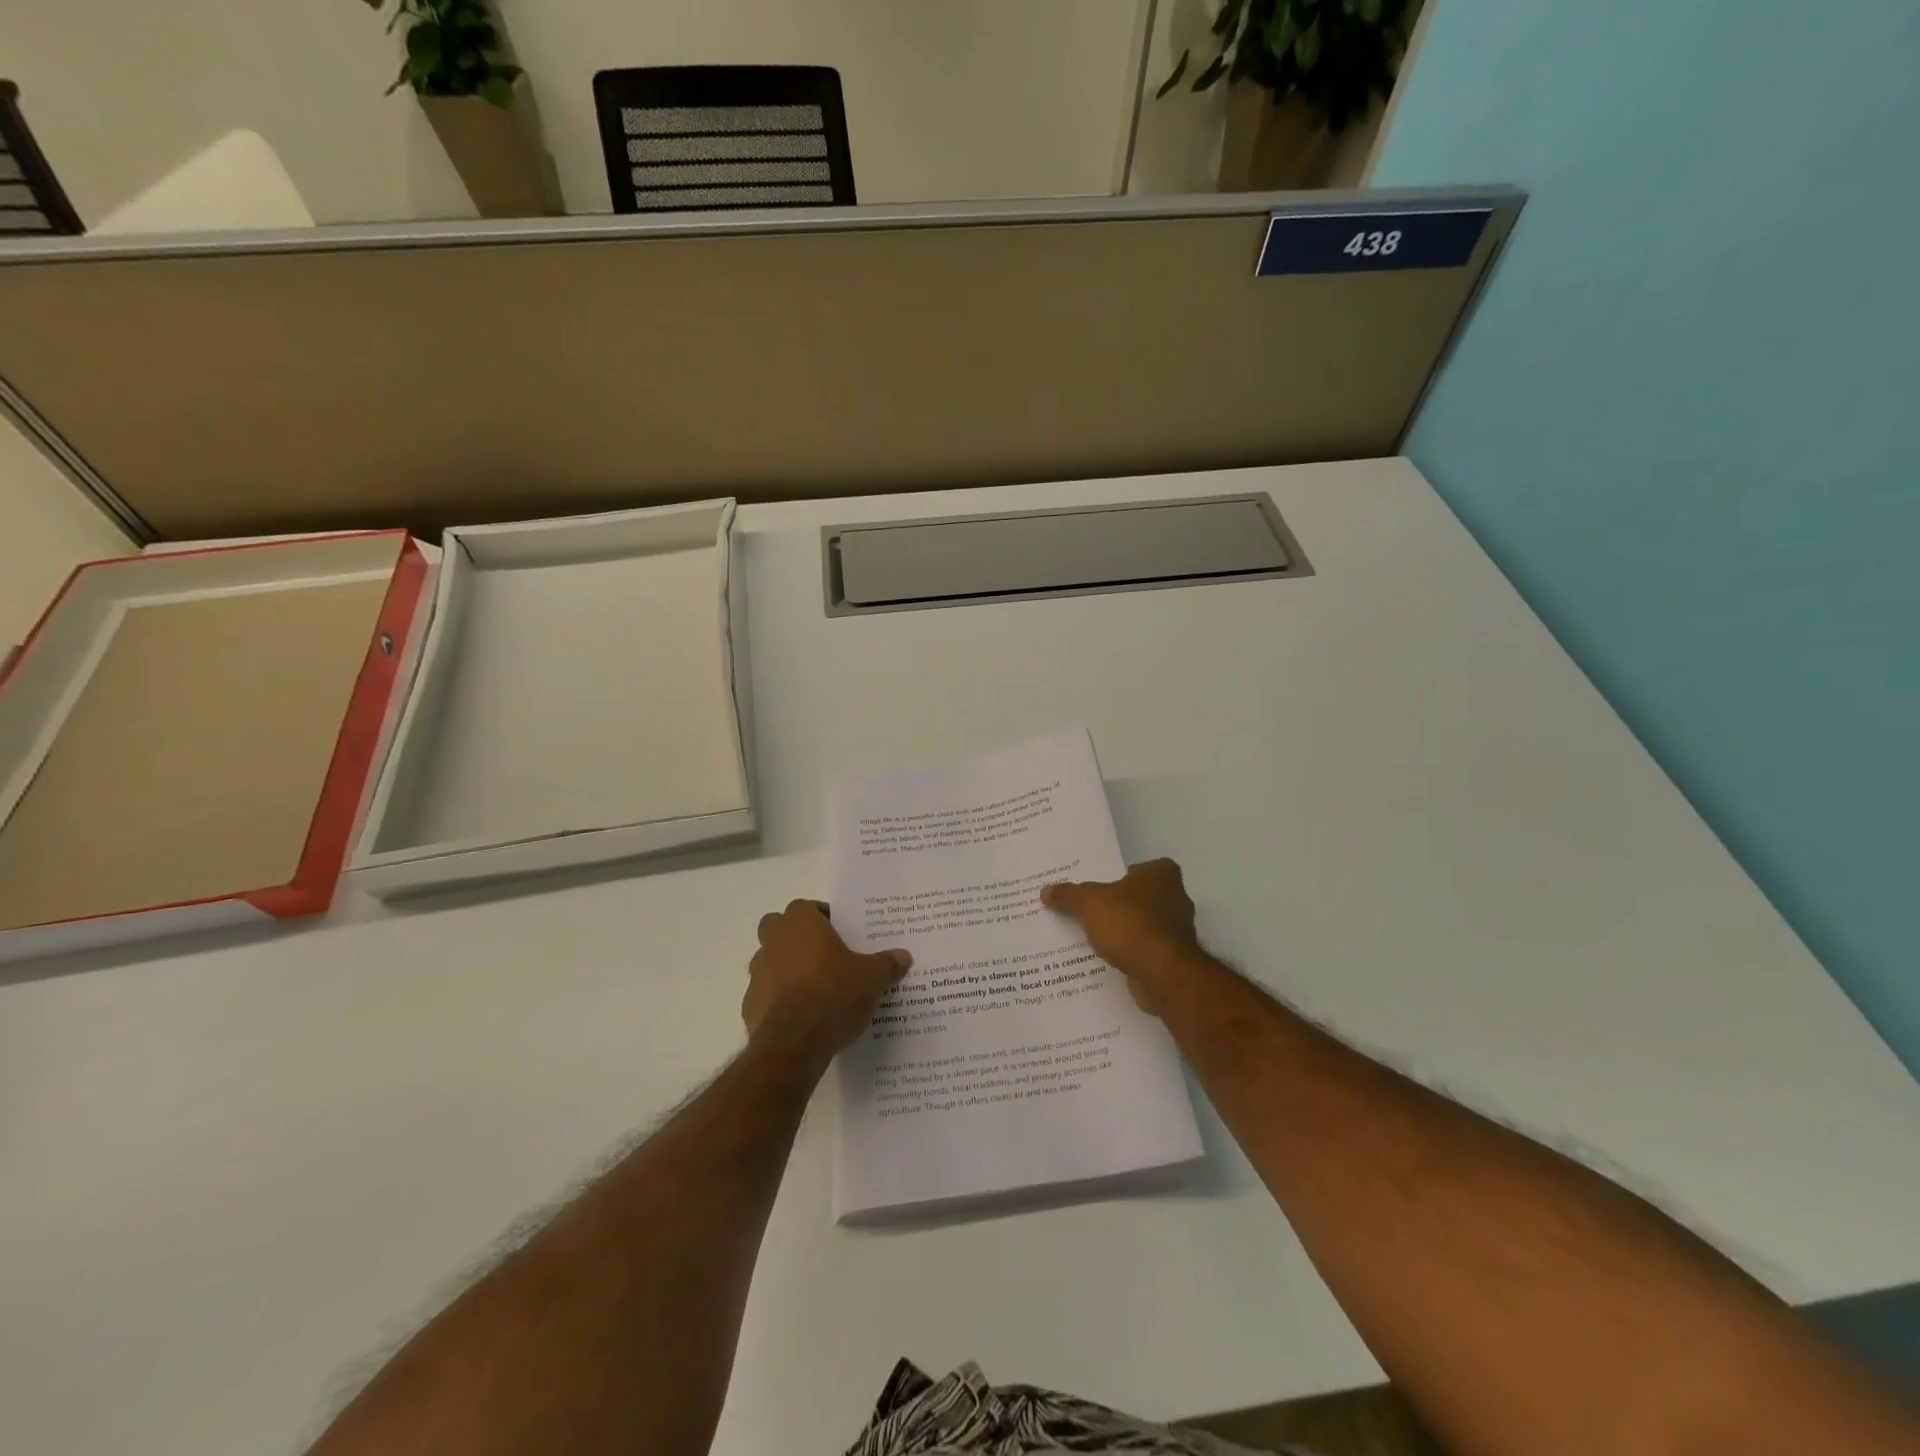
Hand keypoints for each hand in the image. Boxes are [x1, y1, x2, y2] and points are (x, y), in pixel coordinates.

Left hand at [743, 900, 910, 1067]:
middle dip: (795, 937)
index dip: (822, 917)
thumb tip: (903, 956)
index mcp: (800, 924)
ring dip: (786, 968)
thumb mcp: (872, 978)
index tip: (840, 934)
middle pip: (778, 927)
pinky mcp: (750, 1005)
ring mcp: (758, 973)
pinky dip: (779, 999)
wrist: (794, 1044)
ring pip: (769, 960)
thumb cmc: (833, 994)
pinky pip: (766, 993)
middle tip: (823, 955)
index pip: (806, 907)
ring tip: (815, 988)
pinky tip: (802, 1016)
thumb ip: (887, 964)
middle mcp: (773, 941)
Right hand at [1041, 859, 1201, 1014]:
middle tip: (1089, 910)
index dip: (1121, 876)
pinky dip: (1130, 954)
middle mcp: (1176, 898)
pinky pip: (1145, 950)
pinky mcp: (1173, 959)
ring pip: (1142, 925)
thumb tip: (1046, 891)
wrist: (1162, 973)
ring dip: (1124, 932)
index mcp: (1162, 875)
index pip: (1140, 868)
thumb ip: (1069, 895)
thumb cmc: (1130, 924)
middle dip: (1119, 905)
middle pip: (1140, 897)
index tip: (1099, 886)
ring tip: (1093, 937)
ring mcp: (1177, 931)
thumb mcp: (1089, 903)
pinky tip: (1107, 959)